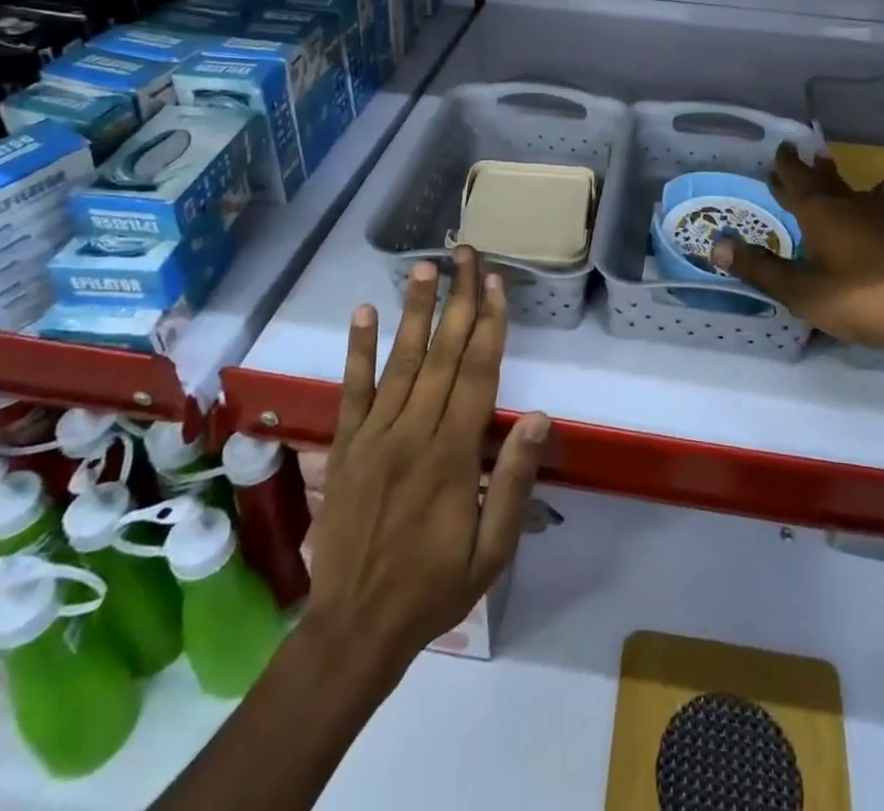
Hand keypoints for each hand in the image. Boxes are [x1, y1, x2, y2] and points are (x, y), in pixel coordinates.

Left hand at [303, 247, 550, 688]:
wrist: (353, 629)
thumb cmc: (434, 588)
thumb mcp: (491, 550)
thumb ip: (513, 481)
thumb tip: (537, 417)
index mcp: (453, 455)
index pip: (477, 374)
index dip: (490, 325)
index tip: (496, 284)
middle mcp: (414, 432)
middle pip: (443, 354)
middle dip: (459, 300)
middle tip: (466, 254)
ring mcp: (374, 435)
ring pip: (401, 361)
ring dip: (415, 310)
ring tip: (425, 267)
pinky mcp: (345, 445)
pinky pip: (352, 389)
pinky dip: (358, 349)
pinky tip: (364, 312)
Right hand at [710, 145, 883, 357]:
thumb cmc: (864, 298)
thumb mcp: (804, 292)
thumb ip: (762, 269)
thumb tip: (716, 244)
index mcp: (820, 214)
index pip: (796, 180)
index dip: (785, 166)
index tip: (779, 146)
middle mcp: (850, 206)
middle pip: (824, 180)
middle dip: (806, 169)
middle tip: (796, 154)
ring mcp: (883, 218)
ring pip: (853, 191)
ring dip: (837, 180)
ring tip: (830, 166)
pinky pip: (881, 207)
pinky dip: (874, 200)